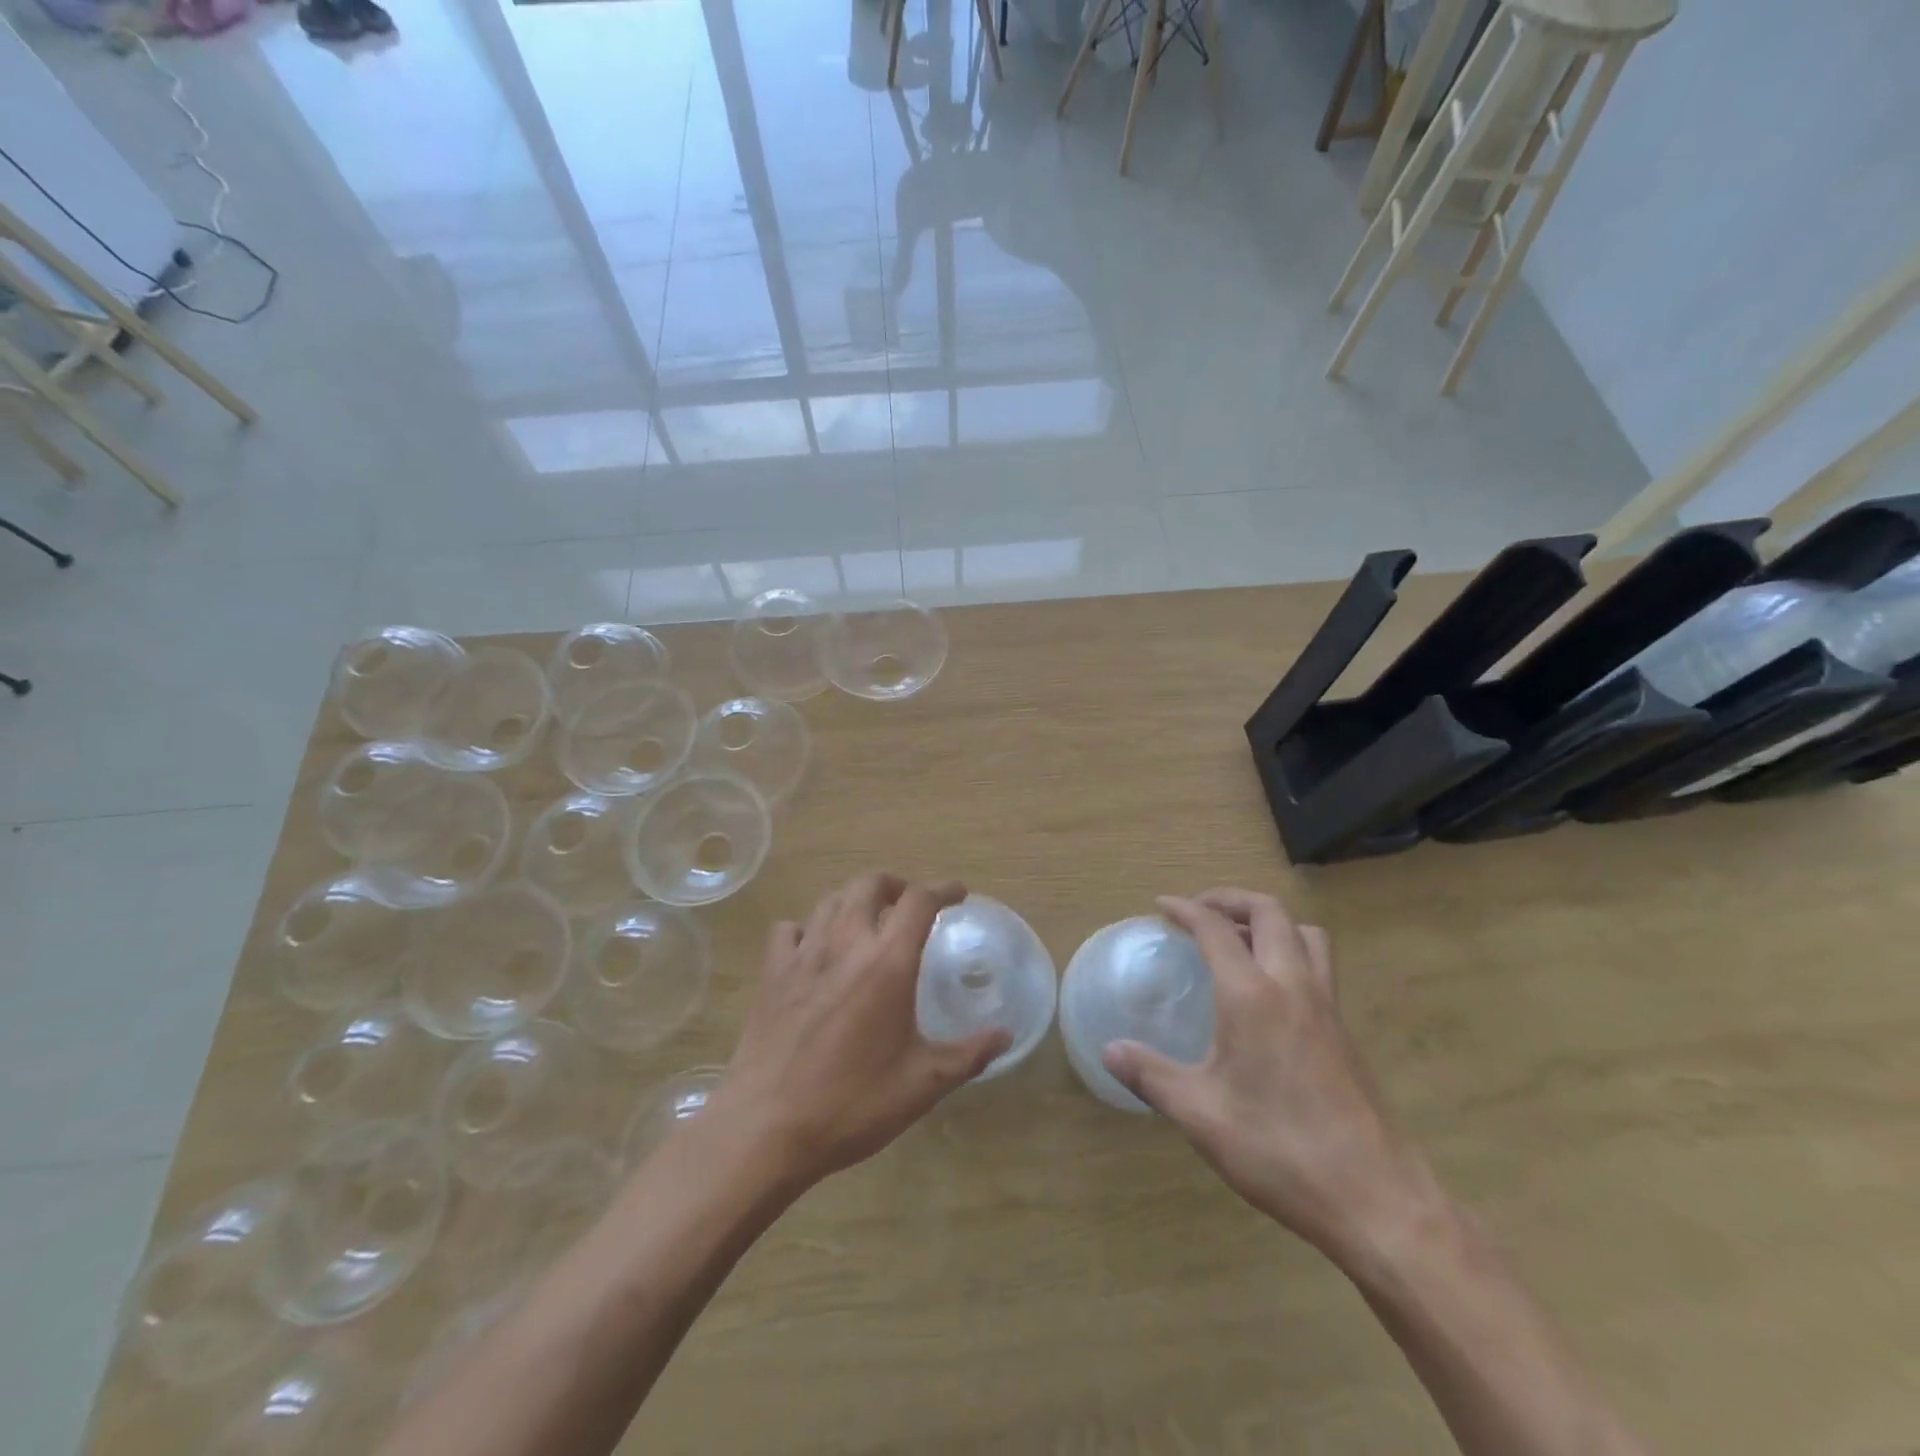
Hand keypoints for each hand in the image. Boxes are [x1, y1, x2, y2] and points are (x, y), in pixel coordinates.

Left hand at [705, 873, 1011, 1191]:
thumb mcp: (922, 1085)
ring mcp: (802, 955)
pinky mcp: (771, 974)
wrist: (765, 1128)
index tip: (958, 893)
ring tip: (868, 920)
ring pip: (830, 900)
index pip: (919, 901)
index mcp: (886, 963)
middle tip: (910, 904)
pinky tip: (815, 948)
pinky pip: (789, 929)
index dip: (943, 889)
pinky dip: (808, 927)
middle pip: (869, 884)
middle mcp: (845, 944)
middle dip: (896, 884)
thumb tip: (1005, 1035)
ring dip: (855, 899)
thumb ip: (968, 1054)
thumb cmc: (851, 1104)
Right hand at [1101, 889, 1437, 1261]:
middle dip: (1230, 899)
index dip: (1186, 909)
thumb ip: (1150, 1075)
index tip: (1161, 906)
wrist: (1377, 1199)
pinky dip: (1290, 951)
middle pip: (1269, 912)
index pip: (1216, 929)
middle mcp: (1293, 985)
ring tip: (1239, 939)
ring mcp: (1327, 1006)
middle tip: (1200, 911)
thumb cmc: (1279, 1150)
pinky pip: (1319, 964)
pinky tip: (1270, 991)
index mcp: (1252, 996)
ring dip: (1269, 921)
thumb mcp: (1200, 1115)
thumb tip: (1109, 1050)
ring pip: (1305, 933)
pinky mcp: (1346, 1031)